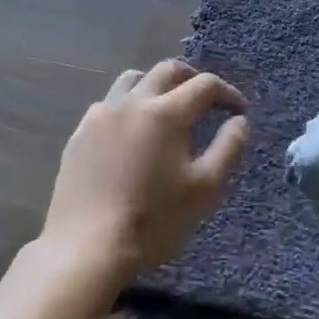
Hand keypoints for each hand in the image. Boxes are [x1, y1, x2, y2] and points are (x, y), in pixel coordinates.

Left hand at [41, 60, 249, 281]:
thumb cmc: (155, 220)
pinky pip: (109, 105)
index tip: (239, 111)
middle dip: (193, 79)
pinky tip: (134, 135)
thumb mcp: (206, 188)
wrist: (87, 248)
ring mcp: (99, 116)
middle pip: (167, 71)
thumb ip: (229, 147)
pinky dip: (130, 107)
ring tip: (168, 110)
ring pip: (132, 80)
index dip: (228, 93)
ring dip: (157, 86)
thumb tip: (239, 121)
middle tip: (208, 100)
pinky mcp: (79, 135)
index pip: (204, 85)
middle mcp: (131, 103)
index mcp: (165, 113)